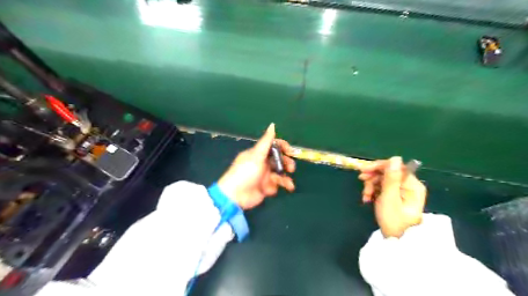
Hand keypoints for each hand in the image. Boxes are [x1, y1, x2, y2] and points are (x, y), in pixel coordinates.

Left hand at [216, 124, 294, 209]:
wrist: (235, 195)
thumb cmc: (245, 172)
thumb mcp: (256, 155)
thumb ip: (266, 141)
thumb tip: (272, 124)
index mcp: (259, 154)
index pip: (273, 146)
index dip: (283, 147)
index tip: (291, 151)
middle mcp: (263, 163)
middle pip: (279, 159)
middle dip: (287, 162)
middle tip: (291, 168)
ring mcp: (265, 175)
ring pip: (280, 173)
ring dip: (286, 177)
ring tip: (289, 184)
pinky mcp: (266, 187)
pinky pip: (277, 184)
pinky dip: (282, 185)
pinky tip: (284, 188)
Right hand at [356, 158, 425, 237]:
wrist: (397, 242)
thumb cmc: (394, 220)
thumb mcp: (390, 198)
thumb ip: (391, 178)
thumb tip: (395, 158)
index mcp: (412, 185)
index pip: (394, 167)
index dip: (378, 166)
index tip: (363, 170)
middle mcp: (408, 186)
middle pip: (387, 173)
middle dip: (373, 178)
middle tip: (361, 182)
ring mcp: (402, 192)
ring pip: (382, 180)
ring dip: (371, 186)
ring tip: (365, 196)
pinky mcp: (395, 198)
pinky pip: (382, 188)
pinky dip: (373, 192)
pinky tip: (367, 199)